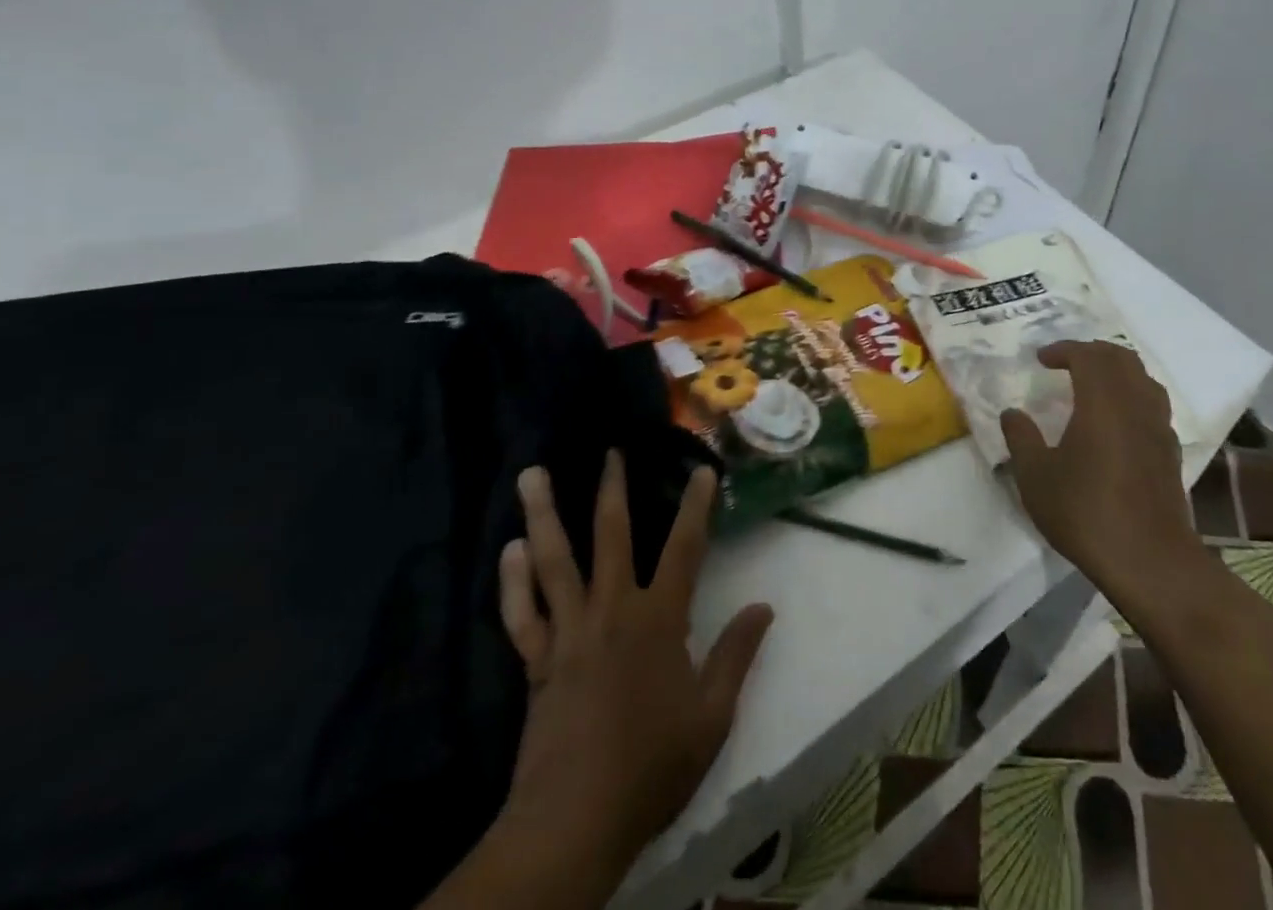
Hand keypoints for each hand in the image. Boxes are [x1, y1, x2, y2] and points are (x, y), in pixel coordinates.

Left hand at [498, 456, 772, 881]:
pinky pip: (521, 613)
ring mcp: (569, 632)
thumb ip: (736, 656)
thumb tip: (764, 607)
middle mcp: (612, 610)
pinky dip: (513, 581)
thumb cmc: (651, 767)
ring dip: (542, 516)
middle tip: (609, 451)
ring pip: (554, 561)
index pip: (684, 548)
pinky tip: (509, 551)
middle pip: (611, 535)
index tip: (702, 470)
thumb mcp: (711, 718)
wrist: (575, 822)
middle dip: (612, 488)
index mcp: (658, 620)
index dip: (696, 506)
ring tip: (531, 475)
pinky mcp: (537, 661)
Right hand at [1001, 340, 1200, 587]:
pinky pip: (1153, 406)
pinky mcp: (1170, 453)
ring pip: (1143, 379)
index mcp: (1102, 402)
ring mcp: (1158, 428)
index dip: (1064, 350)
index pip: (1088, 356)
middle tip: (1066, 363)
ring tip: (1092, 385)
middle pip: (1121, 359)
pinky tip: (1115, 422)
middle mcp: (1135, 405)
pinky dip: (1132, 397)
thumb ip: (1021, 438)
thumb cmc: (1086, 512)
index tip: (1041, 359)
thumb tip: (1012, 413)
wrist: (1150, 561)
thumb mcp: (1036, 477)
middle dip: (1092, 352)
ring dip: (1117, 372)